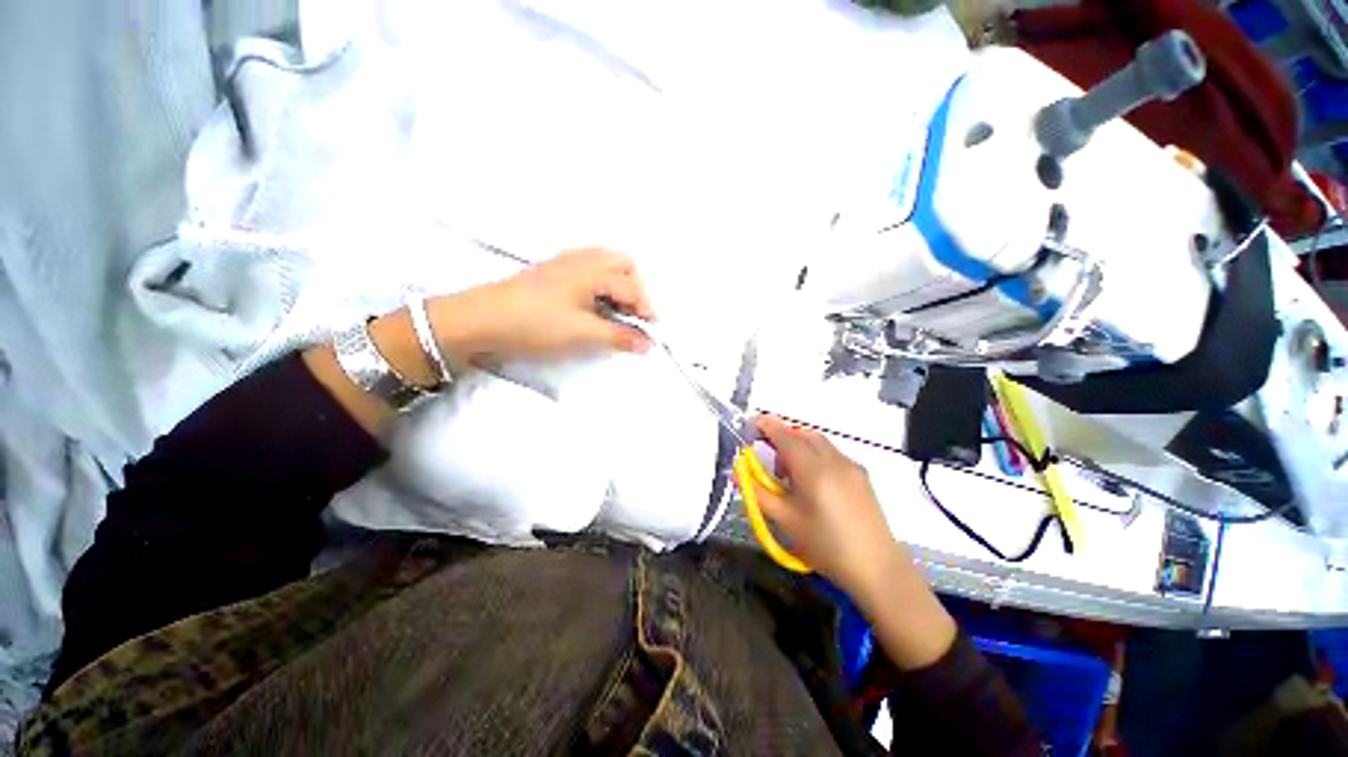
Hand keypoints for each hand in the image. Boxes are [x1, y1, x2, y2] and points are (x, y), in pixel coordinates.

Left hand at [430, 248, 654, 364]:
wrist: (481, 320)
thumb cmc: (536, 324)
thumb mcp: (583, 334)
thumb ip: (619, 337)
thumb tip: (648, 343)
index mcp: (593, 270)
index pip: (631, 287)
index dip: (645, 309)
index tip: (651, 332)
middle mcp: (582, 259)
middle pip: (622, 263)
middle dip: (635, 287)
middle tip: (633, 315)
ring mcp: (564, 263)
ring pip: (604, 263)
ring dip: (618, 284)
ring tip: (616, 311)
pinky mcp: (551, 272)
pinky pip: (588, 268)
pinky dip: (601, 283)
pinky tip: (592, 304)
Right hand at [752, 415, 957, 667]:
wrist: (878, 568)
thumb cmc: (826, 545)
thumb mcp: (786, 520)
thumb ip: (758, 493)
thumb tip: (737, 474)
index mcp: (813, 468)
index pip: (785, 435)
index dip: (766, 425)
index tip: (751, 423)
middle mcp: (833, 459)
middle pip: (803, 434)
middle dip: (783, 438)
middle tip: (771, 462)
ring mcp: (851, 466)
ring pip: (819, 443)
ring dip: (800, 447)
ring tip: (792, 478)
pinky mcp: (861, 476)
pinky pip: (832, 454)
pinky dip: (816, 456)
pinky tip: (815, 486)